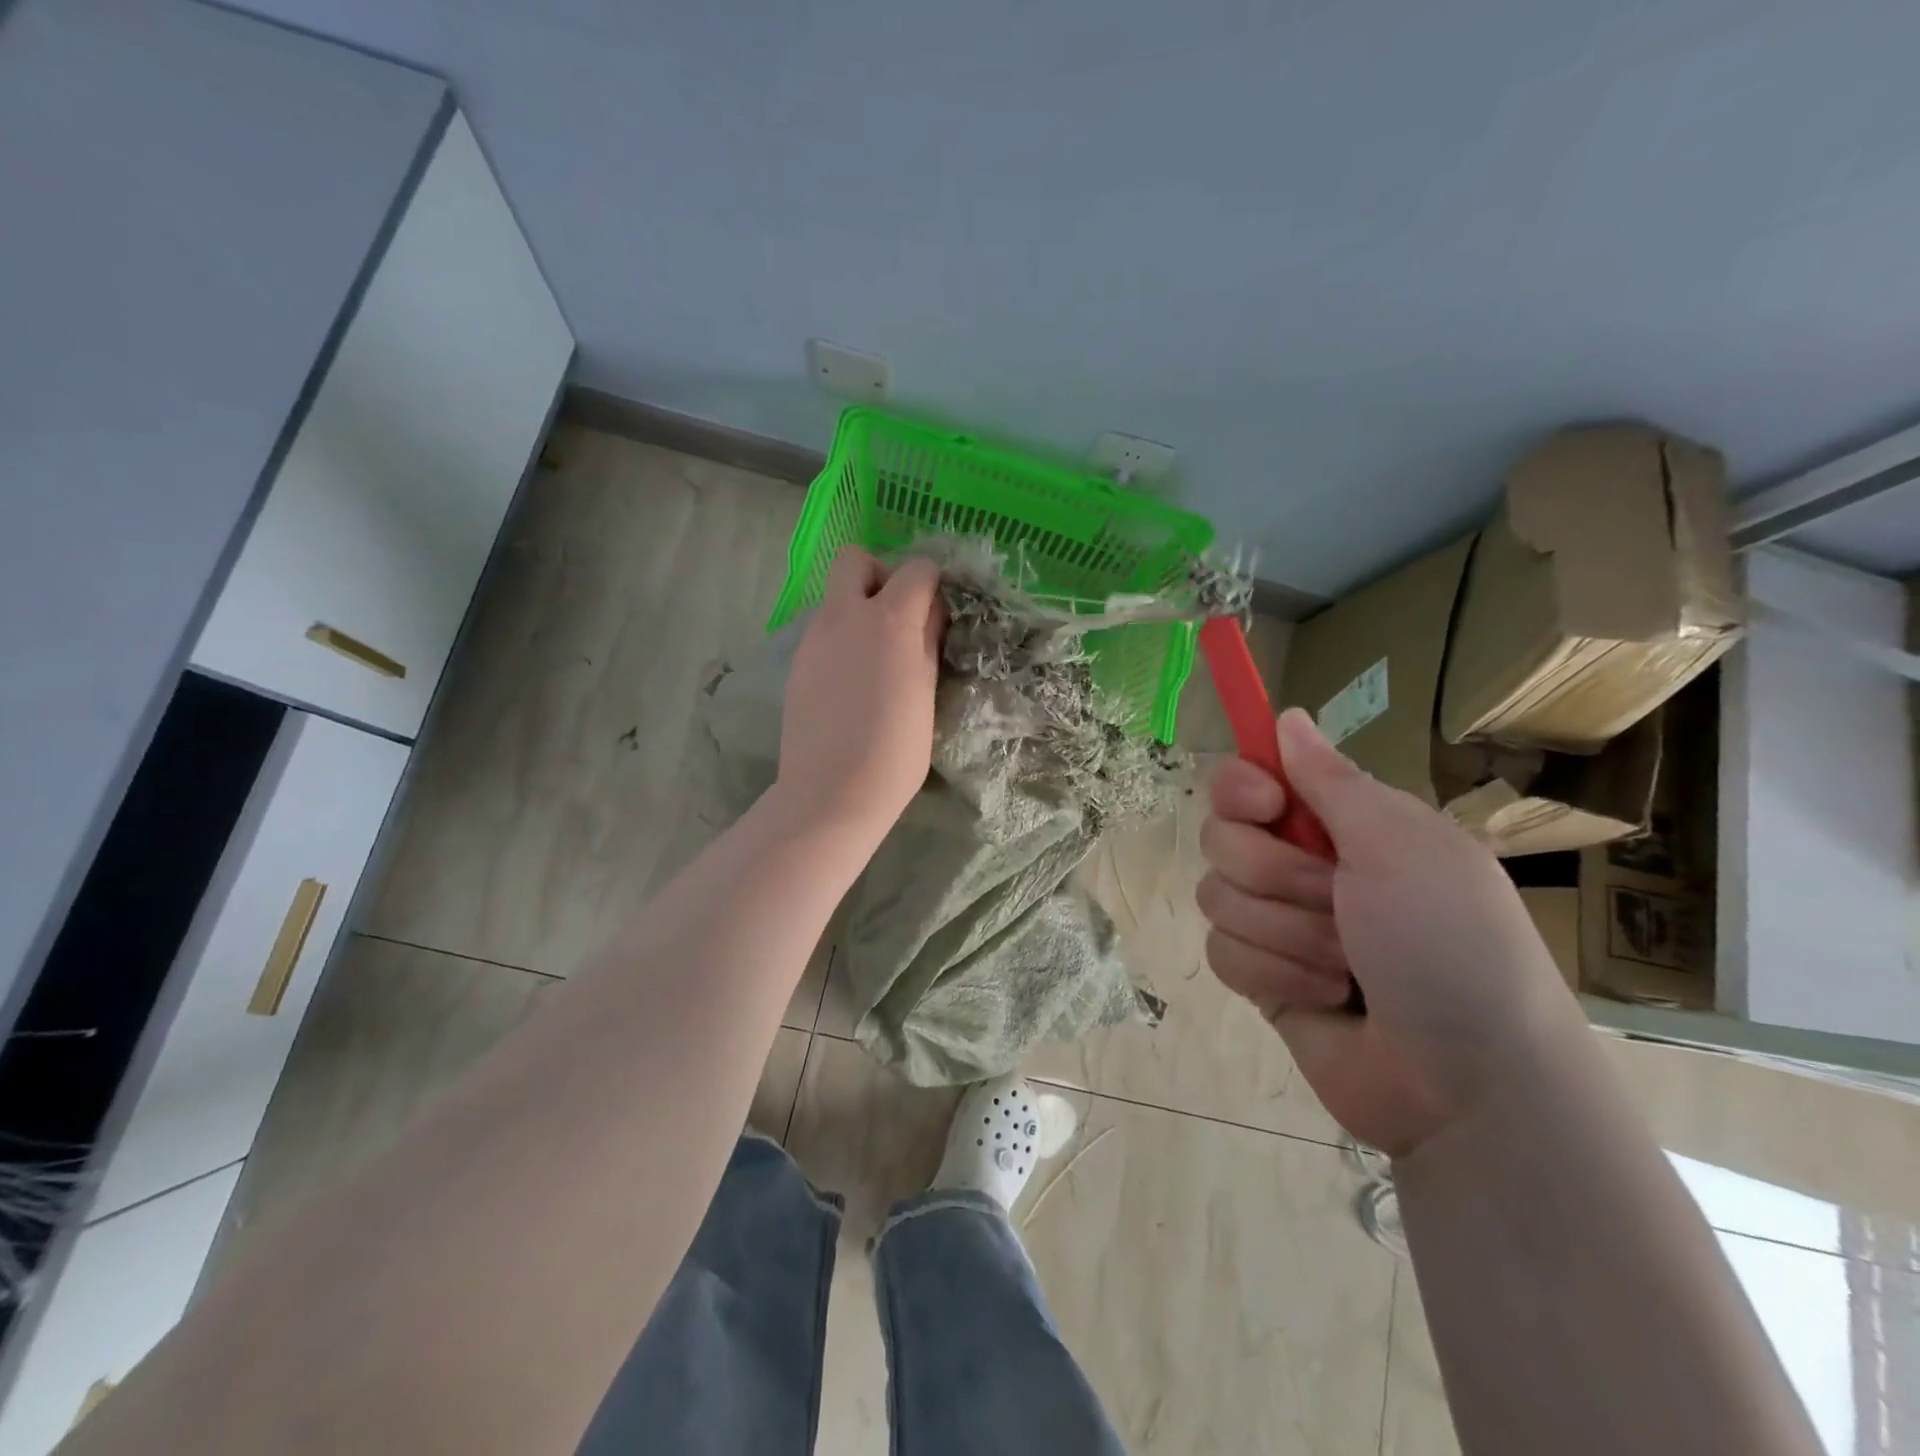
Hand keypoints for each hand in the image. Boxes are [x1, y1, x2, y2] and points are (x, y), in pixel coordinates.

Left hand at [775, 547, 944, 844]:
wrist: (831, 793)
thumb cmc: (895, 752)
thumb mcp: (927, 693)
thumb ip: (929, 642)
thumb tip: (932, 612)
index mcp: (889, 621)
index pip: (916, 569)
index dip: (932, 583)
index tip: (938, 613)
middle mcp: (845, 616)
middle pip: (855, 559)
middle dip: (880, 575)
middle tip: (897, 618)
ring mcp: (814, 637)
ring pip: (836, 596)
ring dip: (859, 609)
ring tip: (875, 660)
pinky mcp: (797, 661)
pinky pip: (822, 629)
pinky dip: (841, 638)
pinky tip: (851, 682)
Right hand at [1196, 709, 1586, 1156]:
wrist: (1467, 1083)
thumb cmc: (1451, 944)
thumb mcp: (1402, 847)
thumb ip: (1331, 781)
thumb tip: (1287, 715)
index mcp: (1340, 824)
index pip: (1249, 779)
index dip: (1242, 789)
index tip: (1268, 808)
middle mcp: (1301, 865)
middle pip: (1221, 837)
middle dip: (1277, 876)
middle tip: (1338, 901)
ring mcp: (1278, 923)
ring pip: (1217, 897)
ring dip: (1286, 935)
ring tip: (1346, 967)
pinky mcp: (1261, 976)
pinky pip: (1222, 952)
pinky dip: (1273, 975)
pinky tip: (1323, 998)